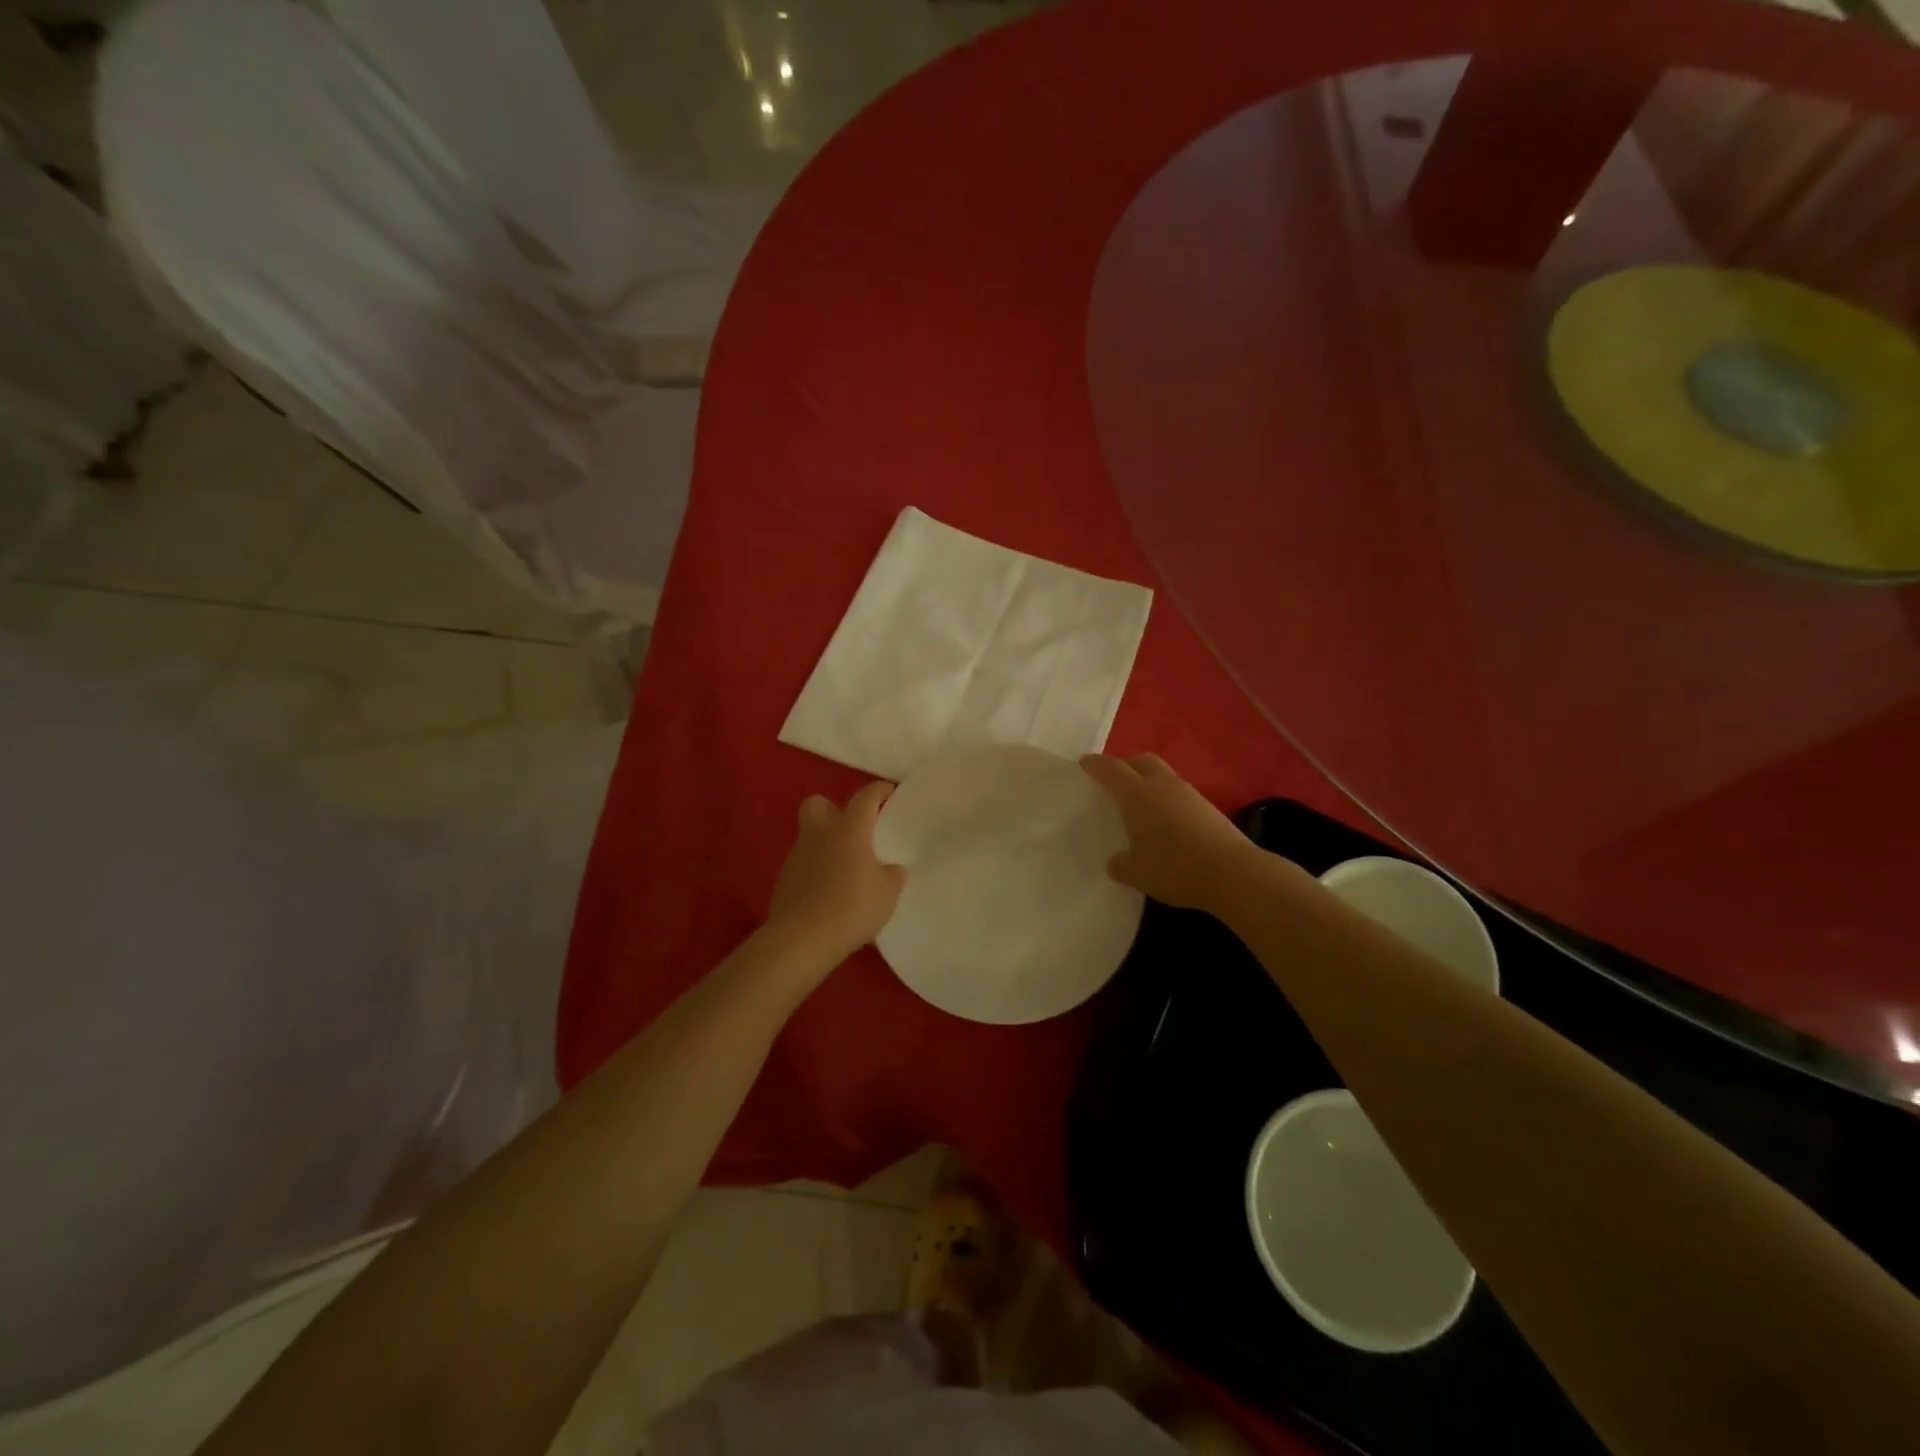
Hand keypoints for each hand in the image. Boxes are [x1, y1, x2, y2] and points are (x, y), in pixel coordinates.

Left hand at [768, 781, 906, 959]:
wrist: (803, 938)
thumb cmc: (853, 907)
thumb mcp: (888, 892)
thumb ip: (891, 874)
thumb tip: (889, 868)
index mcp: (850, 829)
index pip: (866, 797)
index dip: (879, 791)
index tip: (889, 792)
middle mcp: (820, 834)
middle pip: (819, 803)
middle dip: (834, 810)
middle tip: (853, 830)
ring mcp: (798, 855)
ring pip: (810, 836)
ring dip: (826, 845)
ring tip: (845, 870)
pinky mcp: (784, 879)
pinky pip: (803, 864)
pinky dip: (815, 871)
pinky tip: (829, 893)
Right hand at [1080, 753, 1259, 911]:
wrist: (1232, 873)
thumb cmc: (1174, 867)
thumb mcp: (1136, 872)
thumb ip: (1121, 864)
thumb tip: (1117, 861)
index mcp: (1137, 794)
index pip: (1111, 770)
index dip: (1096, 765)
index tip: (1085, 762)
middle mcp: (1162, 786)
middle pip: (1141, 761)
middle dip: (1126, 765)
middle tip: (1115, 779)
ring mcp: (1188, 794)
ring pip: (1163, 776)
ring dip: (1149, 782)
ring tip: (1140, 804)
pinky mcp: (1208, 808)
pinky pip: (1178, 795)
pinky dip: (1167, 801)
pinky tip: (1165, 823)